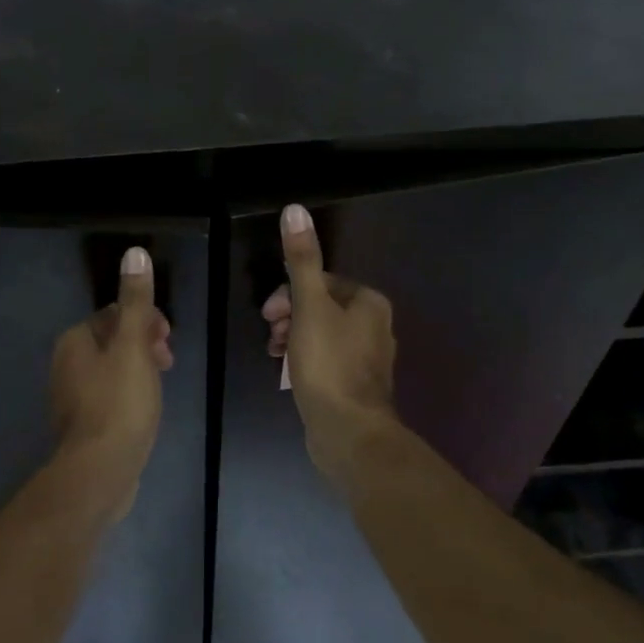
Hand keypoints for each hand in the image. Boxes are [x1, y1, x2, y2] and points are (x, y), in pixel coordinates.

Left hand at [50, 246, 172, 515]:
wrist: (100, 471)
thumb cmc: (119, 403)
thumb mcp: (133, 346)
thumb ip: (135, 301)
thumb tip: (135, 252)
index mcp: (75, 340)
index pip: (113, 314)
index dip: (145, 320)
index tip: (168, 339)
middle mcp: (66, 363)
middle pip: (112, 340)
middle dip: (144, 343)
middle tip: (168, 361)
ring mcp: (72, 395)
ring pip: (112, 368)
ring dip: (139, 368)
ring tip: (161, 386)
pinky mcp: (83, 422)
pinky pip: (110, 394)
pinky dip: (129, 392)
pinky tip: (145, 409)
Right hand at [262, 204, 398, 474]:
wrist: (349, 432)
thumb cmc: (328, 364)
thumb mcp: (309, 306)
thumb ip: (302, 260)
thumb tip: (295, 209)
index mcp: (369, 303)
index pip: (322, 281)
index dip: (289, 293)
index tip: (268, 315)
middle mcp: (375, 326)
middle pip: (322, 307)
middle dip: (290, 316)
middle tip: (271, 335)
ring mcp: (367, 359)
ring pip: (322, 334)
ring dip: (294, 338)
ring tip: (276, 356)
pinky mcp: (356, 385)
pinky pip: (326, 360)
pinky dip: (305, 360)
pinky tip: (290, 374)